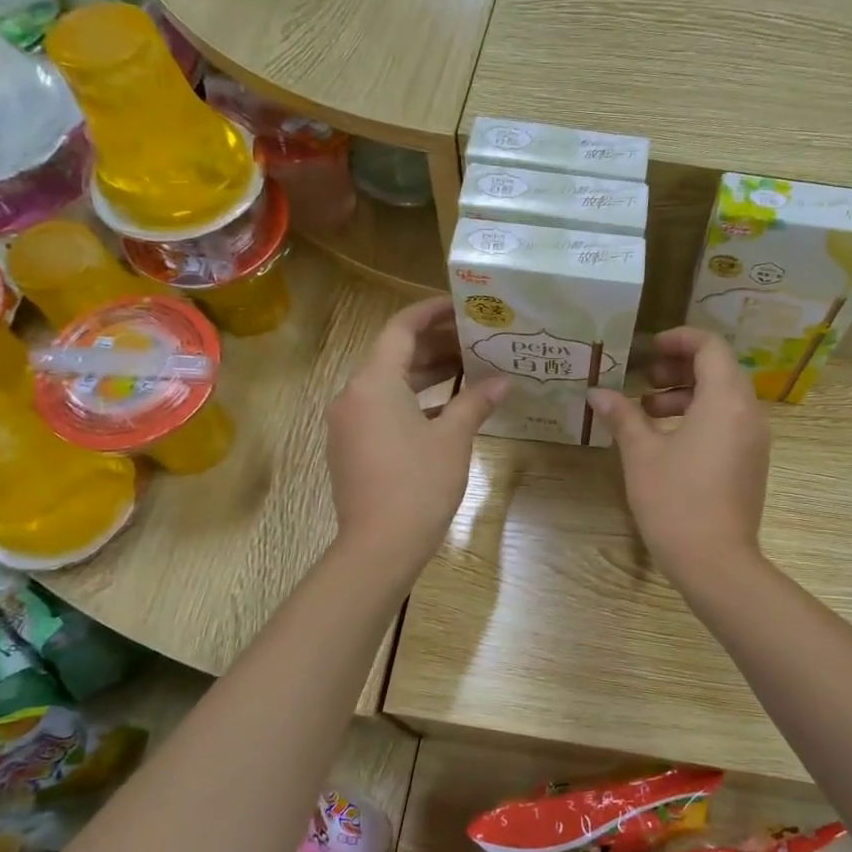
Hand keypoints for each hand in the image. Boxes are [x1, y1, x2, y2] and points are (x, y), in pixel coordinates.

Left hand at [327, 297, 506, 568]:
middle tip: (474, 339)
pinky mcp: (351, 448)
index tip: (460, 305)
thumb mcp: (453, 439)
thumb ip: (476, 402)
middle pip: (394, 356)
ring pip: (388, 386)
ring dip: (426, 376)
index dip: (430, 312)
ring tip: (468, 369)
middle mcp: (352, 395)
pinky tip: (446, 410)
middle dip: (434, 346)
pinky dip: (412, 404)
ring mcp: (348, 424)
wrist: (379, 546)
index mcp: (373, 382)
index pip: (400, 329)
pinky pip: (382, 411)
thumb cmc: (418, 484)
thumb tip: (503, 382)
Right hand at [588, 327, 769, 582]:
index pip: (710, 346)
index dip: (679, 339)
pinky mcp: (752, 463)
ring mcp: (755, 440)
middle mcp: (748, 412)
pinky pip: (729, 423)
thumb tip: (597, 393)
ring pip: (724, 398)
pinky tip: (668, 439)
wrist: (716, 562)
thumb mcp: (641, 454)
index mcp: (725, 400)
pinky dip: (701, 417)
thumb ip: (622, 416)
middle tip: (644, 378)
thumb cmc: (675, 501)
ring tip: (648, 410)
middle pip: (719, 370)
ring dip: (687, 394)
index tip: (648, 349)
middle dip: (679, 368)